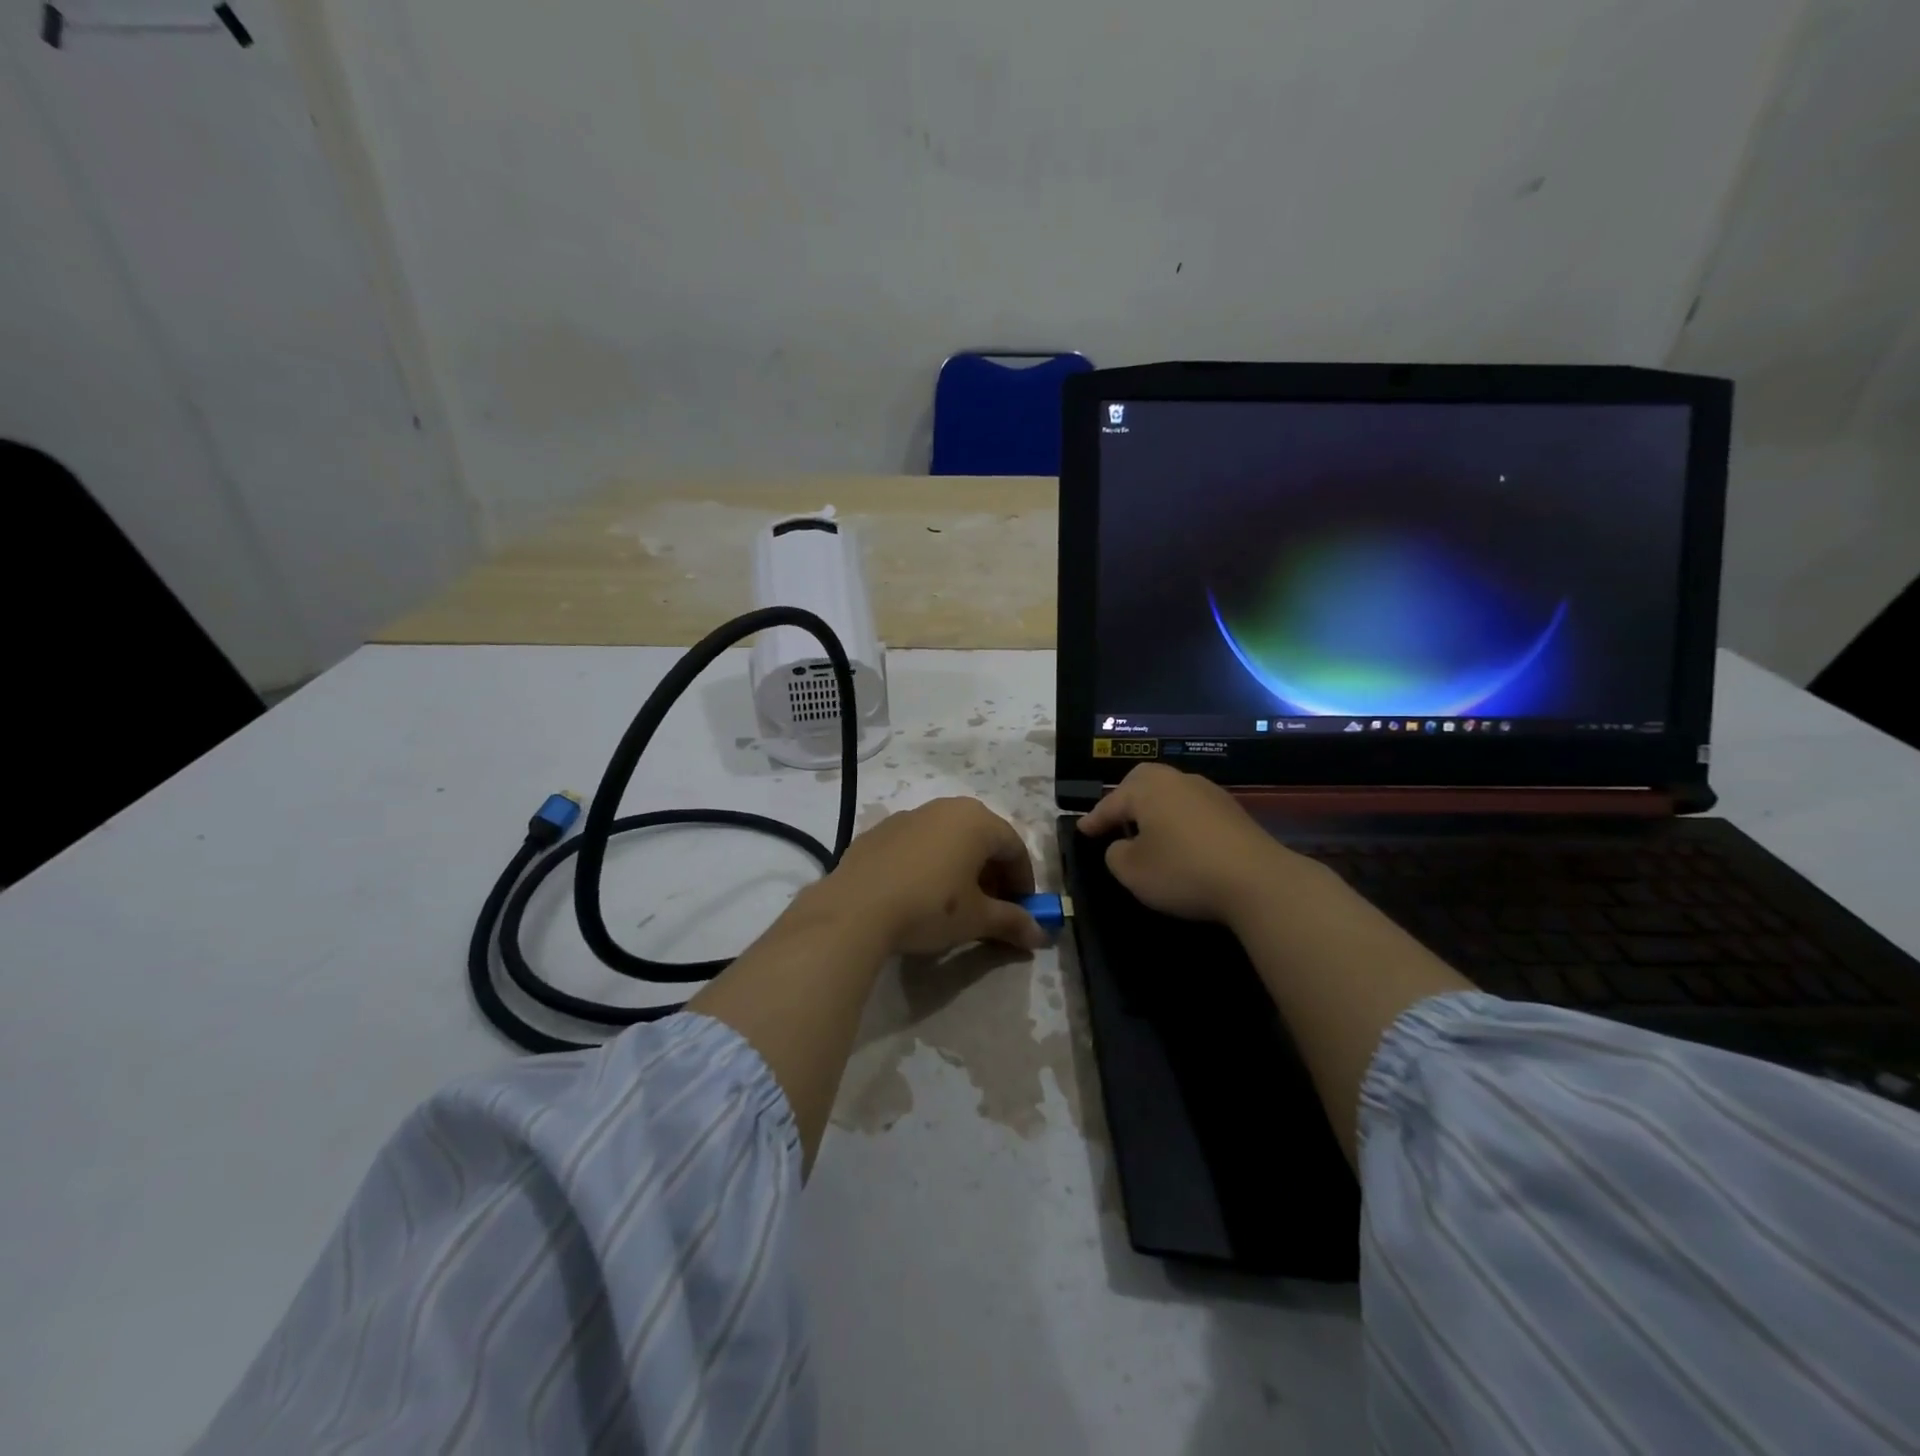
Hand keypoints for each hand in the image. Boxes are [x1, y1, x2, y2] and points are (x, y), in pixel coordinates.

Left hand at [812, 798, 1046, 954]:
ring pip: (949, 838)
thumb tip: (1040, 935)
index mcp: (977, 821)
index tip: (1022, 910)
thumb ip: (1012, 922)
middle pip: (982, 838)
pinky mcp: (879, 830)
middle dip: (993, 873)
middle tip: (992, 907)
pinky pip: (918, 844)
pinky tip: (919, 893)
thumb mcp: (977, 919)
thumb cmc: (930, 907)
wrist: (855, 909)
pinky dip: (929, 863)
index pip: (1014, 847)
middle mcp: (945, 807)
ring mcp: (909, 815)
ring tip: (956, 901)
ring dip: (961, 866)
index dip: (1024, 881)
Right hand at [1077, 763, 1322, 925]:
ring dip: (1154, 811)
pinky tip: (1179, 843)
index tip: (1081, 831)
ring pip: (1170, 794)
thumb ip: (1115, 854)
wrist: (1257, 881)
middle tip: (1114, 822)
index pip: (1111, 802)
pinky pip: (1192, 810)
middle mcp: (1177, 780)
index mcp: (1147, 788)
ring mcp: (1209, 792)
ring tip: (1146, 833)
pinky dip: (1178, 821)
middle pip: (1142, 783)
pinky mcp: (1232, 811)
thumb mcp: (1132, 870)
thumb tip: (1122, 846)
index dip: (1094, 820)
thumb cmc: (1183, 871)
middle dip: (1125, 801)